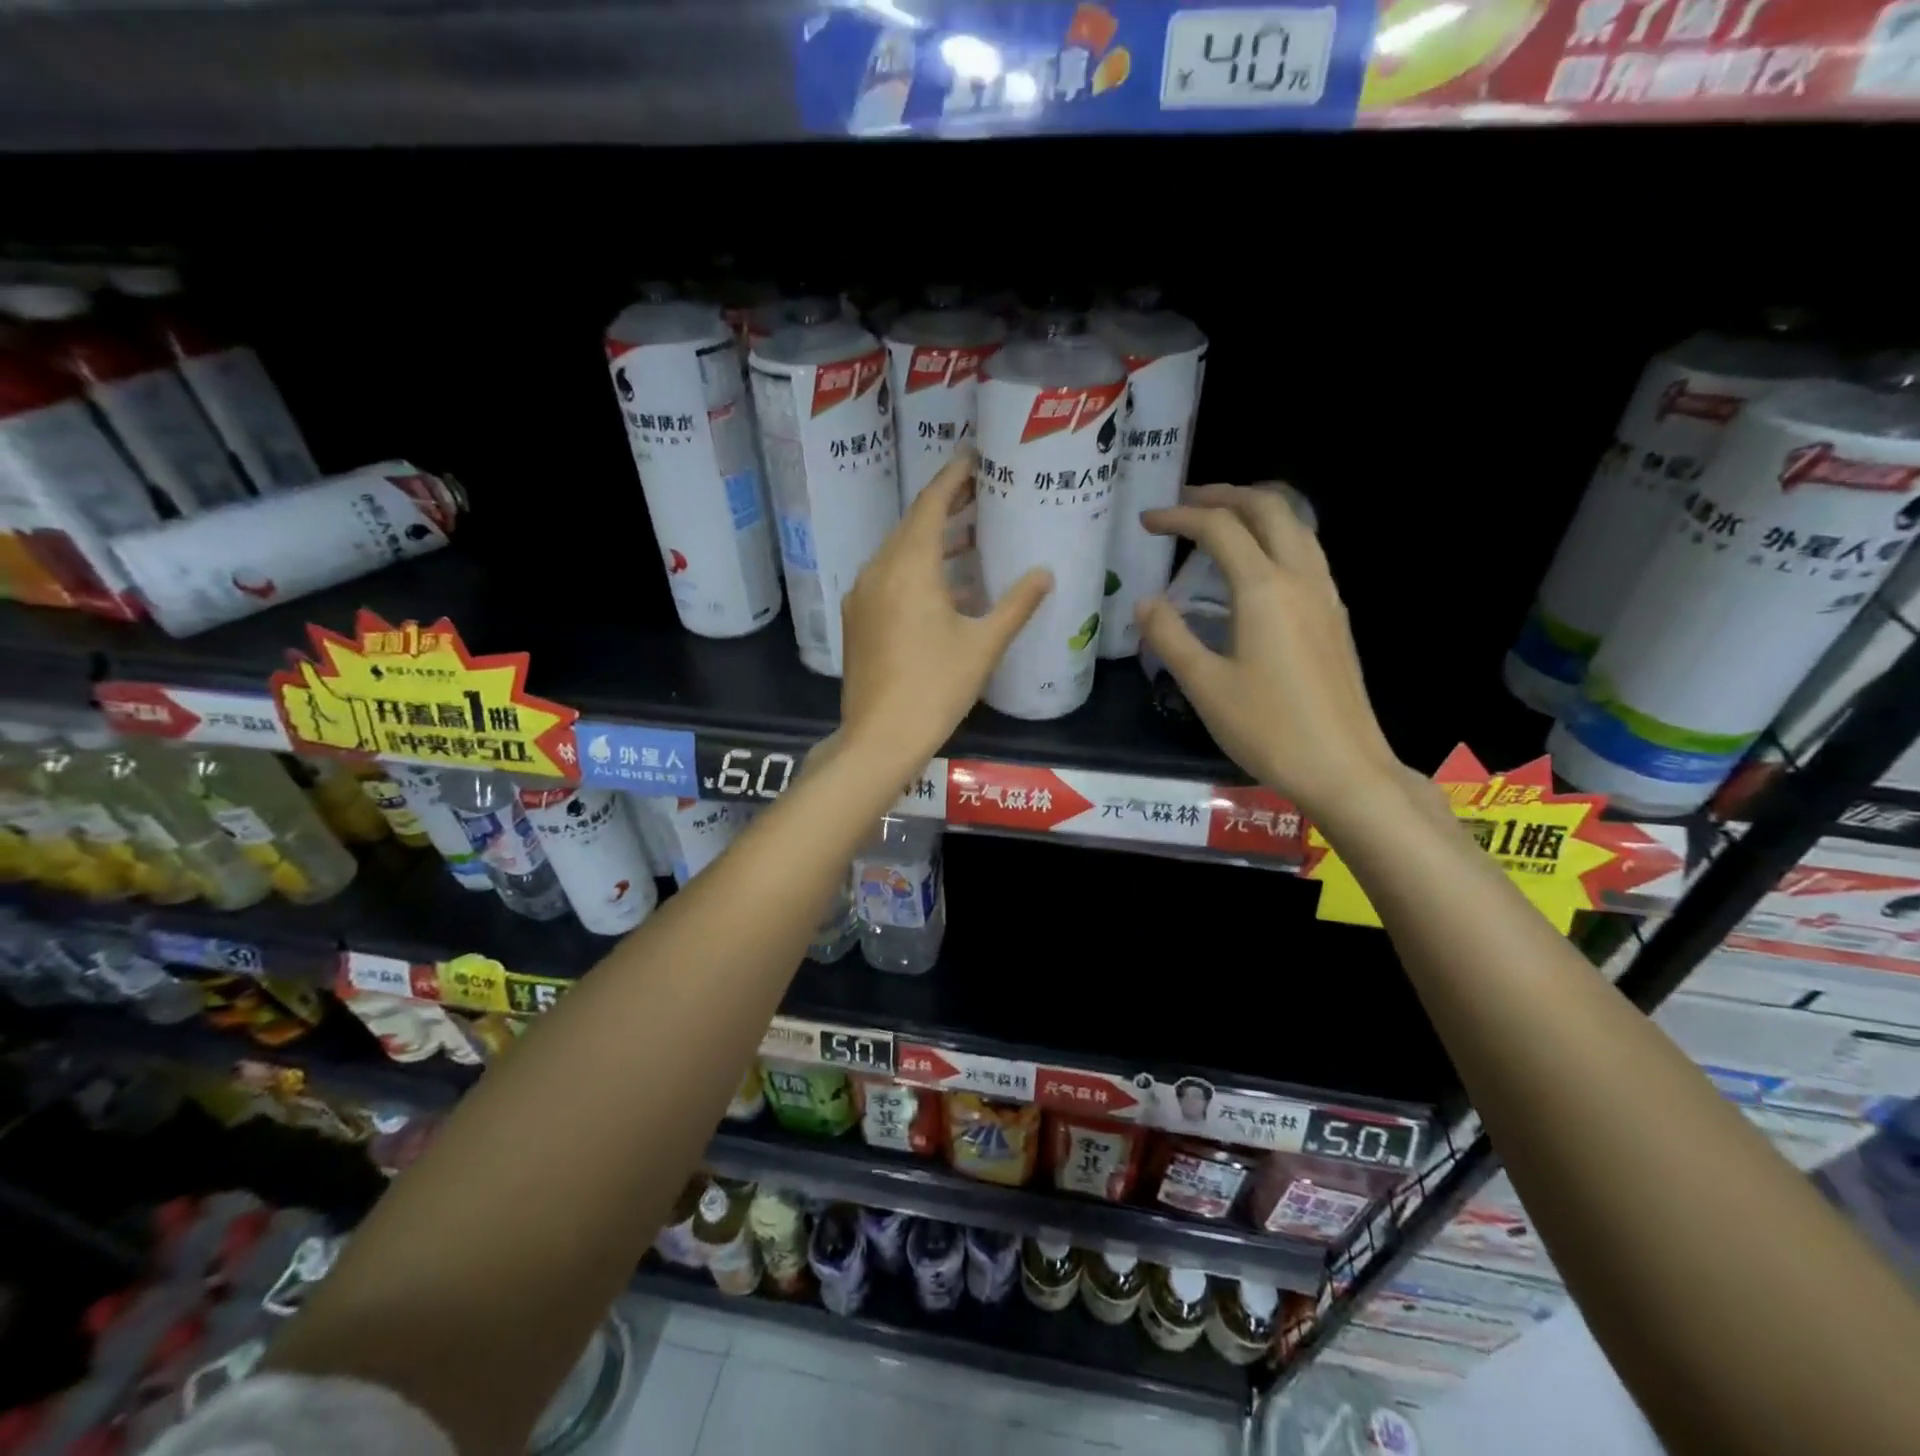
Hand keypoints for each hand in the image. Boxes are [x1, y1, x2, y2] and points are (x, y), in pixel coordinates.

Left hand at [841, 453, 1050, 772]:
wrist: (880, 736)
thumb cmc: (936, 687)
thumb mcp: (984, 644)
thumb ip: (1017, 604)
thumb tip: (1045, 574)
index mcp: (908, 566)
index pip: (931, 505)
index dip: (953, 478)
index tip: (974, 458)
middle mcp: (878, 571)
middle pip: (912, 525)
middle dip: (946, 507)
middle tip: (981, 494)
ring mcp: (862, 596)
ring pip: (898, 554)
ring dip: (932, 543)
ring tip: (970, 539)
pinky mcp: (857, 620)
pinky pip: (888, 580)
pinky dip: (917, 572)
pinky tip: (946, 590)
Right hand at [1135, 483, 1401, 819]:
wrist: (1343, 767)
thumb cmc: (1267, 728)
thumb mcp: (1204, 686)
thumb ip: (1170, 637)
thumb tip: (1145, 602)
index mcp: (1264, 589)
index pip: (1219, 529)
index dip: (1179, 517)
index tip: (1147, 522)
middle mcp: (1300, 578)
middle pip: (1269, 508)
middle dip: (1224, 495)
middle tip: (1186, 502)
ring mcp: (1325, 595)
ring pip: (1296, 526)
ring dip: (1256, 511)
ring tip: (1221, 522)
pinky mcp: (1335, 617)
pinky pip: (1307, 553)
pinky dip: (1276, 538)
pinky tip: (1256, 567)